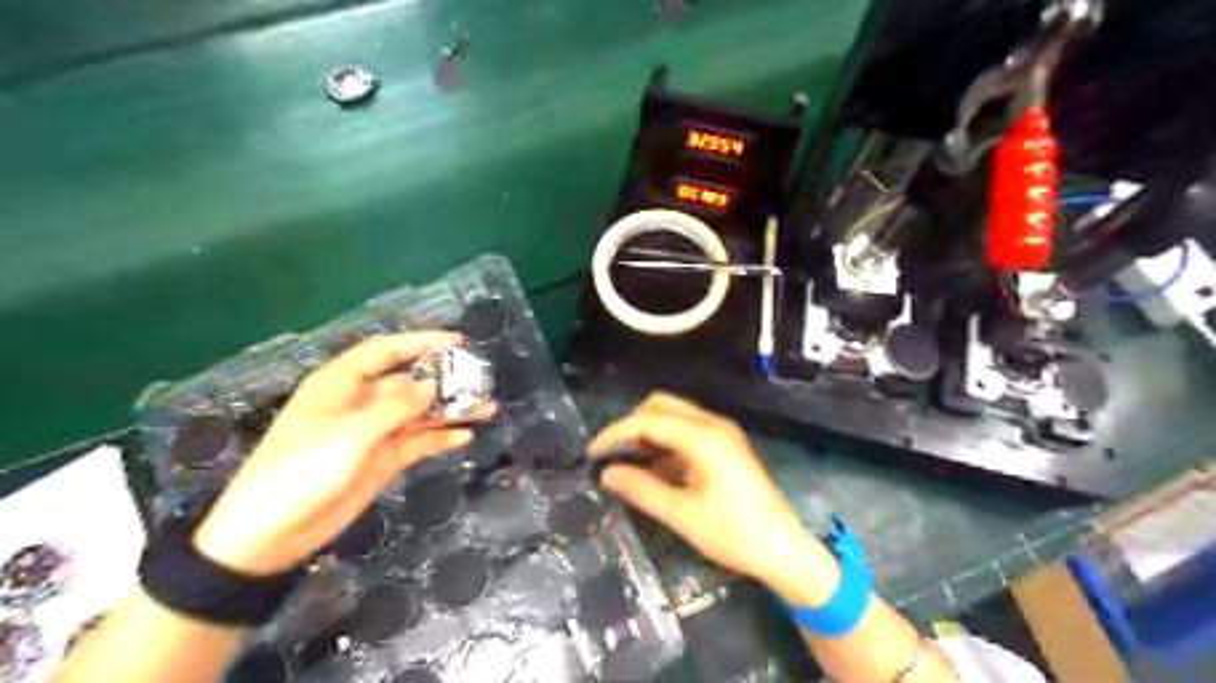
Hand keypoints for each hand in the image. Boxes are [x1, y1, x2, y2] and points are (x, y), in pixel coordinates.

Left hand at [192, 333, 491, 572]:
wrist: (271, 534)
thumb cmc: (300, 472)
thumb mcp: (349, 435)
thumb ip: (395, 408)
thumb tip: (432, 385)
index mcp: (342, 385)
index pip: (386, 352)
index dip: (421, 342)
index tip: (458, 341)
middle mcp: (361, 403)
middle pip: (410, 383)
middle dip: (444, 380)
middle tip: (481, 381)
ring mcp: (373, 433)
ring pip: (419, 414)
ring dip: (450, 411)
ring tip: (486, 408)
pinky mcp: (382, 459)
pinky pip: (418, 442)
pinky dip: (440, 438)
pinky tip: (465, 436)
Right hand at [587, 393, 836, 605]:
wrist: (784, 550)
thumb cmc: (733, 533)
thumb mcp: (681, 514)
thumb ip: (641, 489)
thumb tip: (606, 474)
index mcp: (703, 437)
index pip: (648, 420)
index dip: (616, 433)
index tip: (593, 453)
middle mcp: (713, 424)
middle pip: (661, 406)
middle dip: (632, 425)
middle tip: (613, 455)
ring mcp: (723, 432)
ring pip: (674, 415)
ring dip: (648, 432)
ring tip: (628, 463)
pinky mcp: (726, 445)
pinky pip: (687, 430)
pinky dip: (665, 442)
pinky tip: (655, 469)